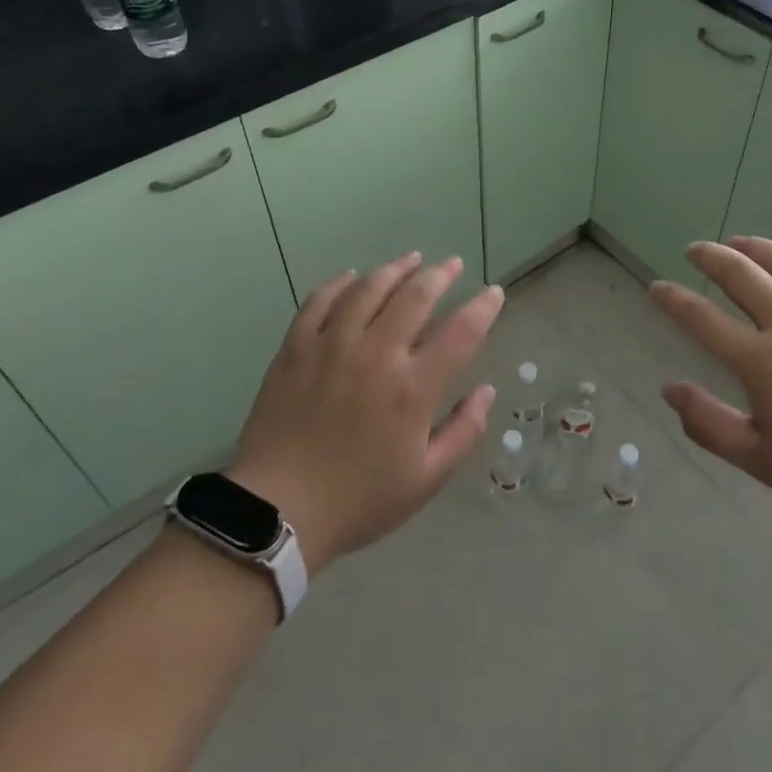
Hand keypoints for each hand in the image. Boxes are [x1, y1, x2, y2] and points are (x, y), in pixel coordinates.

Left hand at [228, 254, 503, 574]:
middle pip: (414, 297)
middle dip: (440, 275)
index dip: (482, 308)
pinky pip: (320, 301)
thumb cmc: (358, 500)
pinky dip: (340, 283)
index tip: (494, 292)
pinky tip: (352, 277)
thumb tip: (487, 391)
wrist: (277, 511)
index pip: (460, 333)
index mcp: (412, 388)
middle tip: (453, 265)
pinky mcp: (295, 348)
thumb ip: (463, 432)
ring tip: (411, 259)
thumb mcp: (425, 480)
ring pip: (369, 289)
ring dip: (395, 269)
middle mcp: (376, 354)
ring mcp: (332, 346)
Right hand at [650, 236, 771, 533]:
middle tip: (695, 250)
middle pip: (740, 274)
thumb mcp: (763, 462)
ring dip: (755, 246)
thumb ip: (709, 425)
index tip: (657, 287)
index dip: (674, 300)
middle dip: (710, 257)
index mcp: (763, 362)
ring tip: (738, 242)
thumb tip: (669, 389)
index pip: (702, 319)